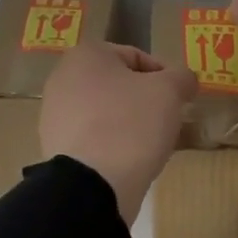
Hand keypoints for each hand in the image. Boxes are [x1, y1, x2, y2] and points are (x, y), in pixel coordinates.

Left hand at [40, 42, 196, 224]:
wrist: (93, 183)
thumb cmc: (131, 124)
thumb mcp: (169, 92)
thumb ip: (182, 77)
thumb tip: (184, 79)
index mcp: (86, 54)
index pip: (137, 57)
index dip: (165, 77)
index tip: (179, 100)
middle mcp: (62, 78)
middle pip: (118, 85)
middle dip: (144, 101)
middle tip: (166, 122)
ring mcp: (54, 114)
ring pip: (105, 113)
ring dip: (129, 124)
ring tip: (149, 145)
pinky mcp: (54, 146)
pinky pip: (92, 138)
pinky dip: (111, 144)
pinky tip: (127, 161)